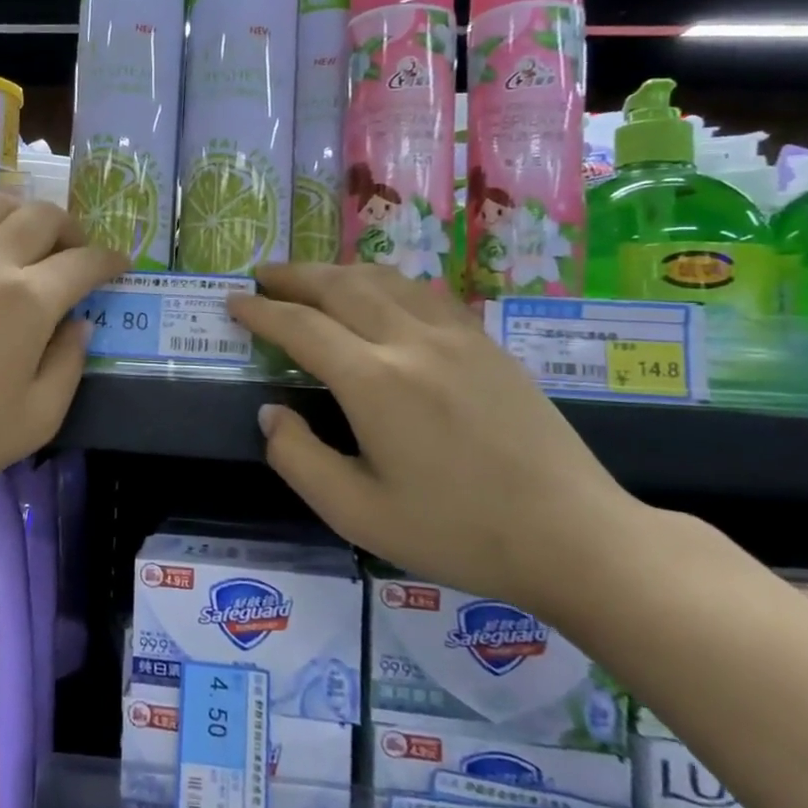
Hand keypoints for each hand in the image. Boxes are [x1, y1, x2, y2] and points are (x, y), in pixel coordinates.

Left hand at [0, 194, 125, 512]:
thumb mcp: (35, 421)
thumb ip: (69, 366)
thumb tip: (80, 325)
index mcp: (27, 301)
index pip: (83, 262)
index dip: (110, 260)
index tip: (119, 264)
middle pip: (43, 216)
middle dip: (72, 229)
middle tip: (75, 254)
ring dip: (24, 214)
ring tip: (26, 240)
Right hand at [228, 263, 644, 613]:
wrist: (573, 536)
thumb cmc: (457, 533)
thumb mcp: (356, 513)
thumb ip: (298, 458)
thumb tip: (270, 412)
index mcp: (374, 381)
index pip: (301, 327)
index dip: (262, 312)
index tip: (234, 302)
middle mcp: (411, 341)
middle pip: (340, 286)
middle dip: (294, 275)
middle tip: (262, 275)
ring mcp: (456, 336)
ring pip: (385, 279)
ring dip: (339, 271)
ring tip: (311, 278)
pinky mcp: (487, 343)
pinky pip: (423, 292)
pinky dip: (386, 281)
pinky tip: (381, 293)